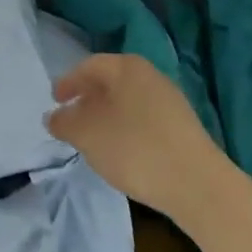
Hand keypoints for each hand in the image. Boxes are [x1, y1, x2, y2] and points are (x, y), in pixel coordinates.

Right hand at [47, 53, 218, 218]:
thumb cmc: (135, 149)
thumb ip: (64, 122)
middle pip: (110, 82)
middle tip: (71, 119)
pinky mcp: (183, 128)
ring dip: (107, 116)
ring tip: (94, 140)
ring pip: (128, 102)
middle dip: (87, 100)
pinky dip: (127, 129)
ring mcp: (170, 101)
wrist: (198, 186)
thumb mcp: (87, 135)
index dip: (68, 83)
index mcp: (127, 67)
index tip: (54, 101)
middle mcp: (150, 76)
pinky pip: (144, 119)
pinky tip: (122, 152)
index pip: (89, 66)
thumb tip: (53, 116)